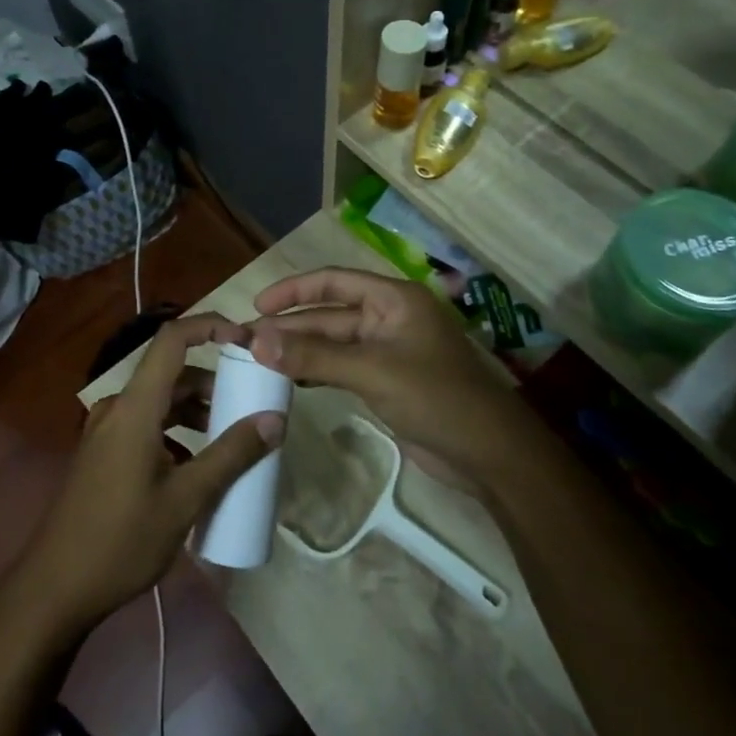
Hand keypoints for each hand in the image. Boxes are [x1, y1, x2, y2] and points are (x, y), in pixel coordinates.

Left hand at [15, 314, 284, 635]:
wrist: (55, 588)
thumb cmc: (121, 540)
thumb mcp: (185, 500)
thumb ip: (231, 455)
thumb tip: (275, 419)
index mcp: (135, 407)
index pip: (172, 339)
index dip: (210, 327)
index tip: (246, 341)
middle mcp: (118, 408)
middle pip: (171, 372)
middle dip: (213, 381)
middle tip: (250, 402)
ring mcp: (106, 431)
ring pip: (159, 401)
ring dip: (196, 409)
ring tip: (231, 437)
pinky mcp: (103, 453)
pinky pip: (146, 424)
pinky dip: (176, 431)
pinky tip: (196, 465)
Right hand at [248, 268, 521, 476]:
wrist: (490, 455)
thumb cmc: (436, 398)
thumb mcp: (372, 371)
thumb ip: (314, 356)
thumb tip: (257, 341)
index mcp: (394, 299)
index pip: (334, 281)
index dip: (293, 290)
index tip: (256, 306)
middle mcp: (389, 318)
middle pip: (330, 314)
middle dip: (290, 326)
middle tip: (246, 342)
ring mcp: (389, 351)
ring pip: (334, 343)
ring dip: (300, 350)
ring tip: (258, 360)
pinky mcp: (387, 382)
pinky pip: (343, 367)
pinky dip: (317, 371)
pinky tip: (290, 380)